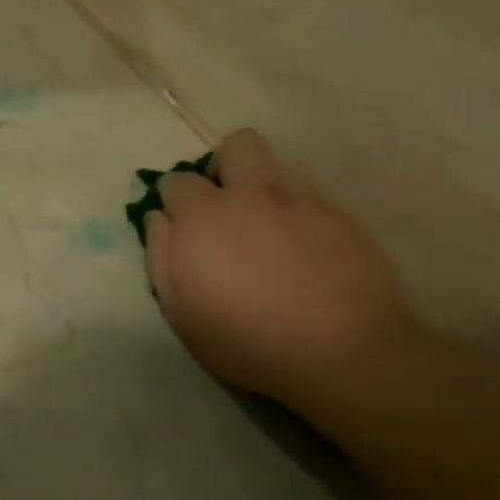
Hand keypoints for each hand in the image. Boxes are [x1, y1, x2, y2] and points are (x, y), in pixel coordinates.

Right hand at [142, 130, 421, 407]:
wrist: (342, 353)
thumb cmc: (245, 339)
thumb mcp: (180, 311)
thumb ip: (161, 256)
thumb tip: (157, 218)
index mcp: (203, 217)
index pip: (177, 180)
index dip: (174, 199)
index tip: (180, 223)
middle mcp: (251, 195)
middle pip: (237, 146)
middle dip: (225, 165)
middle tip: (225, 205)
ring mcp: (301, 202)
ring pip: (278, 167)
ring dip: (264, 189)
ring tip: (268, 231)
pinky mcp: (342, 217)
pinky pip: (311, 199)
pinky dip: (298, 215)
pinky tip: (304, 252)